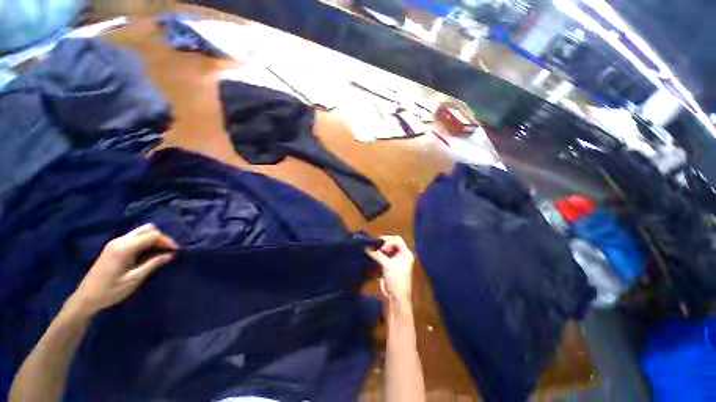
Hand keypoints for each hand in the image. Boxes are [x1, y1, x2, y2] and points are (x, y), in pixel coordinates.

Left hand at [66, 224, 177, 317]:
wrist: (86, 298)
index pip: (152, 235)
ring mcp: (115, 243)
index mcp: (125, 248)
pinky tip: (147, 253)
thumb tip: (171, 255)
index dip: (167, 241)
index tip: (176, 251)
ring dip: (153, 239)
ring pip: (141, 231)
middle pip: (147, 229)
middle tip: (168, 251)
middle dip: (161, 237)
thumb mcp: (134, 279)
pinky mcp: (113, 247)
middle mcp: (120, 240)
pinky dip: (145, 242)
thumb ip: (153, 264)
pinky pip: (134, 237)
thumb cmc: (110, 290)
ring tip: (160, 252)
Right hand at [366, 236, 414, 311]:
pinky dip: (379, 254)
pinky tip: (372, 255)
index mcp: (406, 253)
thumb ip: (377, 255)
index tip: (381, 247)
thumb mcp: (387, 265)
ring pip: (388, 249)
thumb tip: (366, 247)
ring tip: (372, 249)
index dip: (388, 241)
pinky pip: (384, 255)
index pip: (397, 240)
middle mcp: (402, 255)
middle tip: (375, 246)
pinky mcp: (390, 265)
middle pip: (392, 243)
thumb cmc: (396, 279)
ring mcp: (396, 260)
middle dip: (383, 243)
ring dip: (380, 249)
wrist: (396, 297)